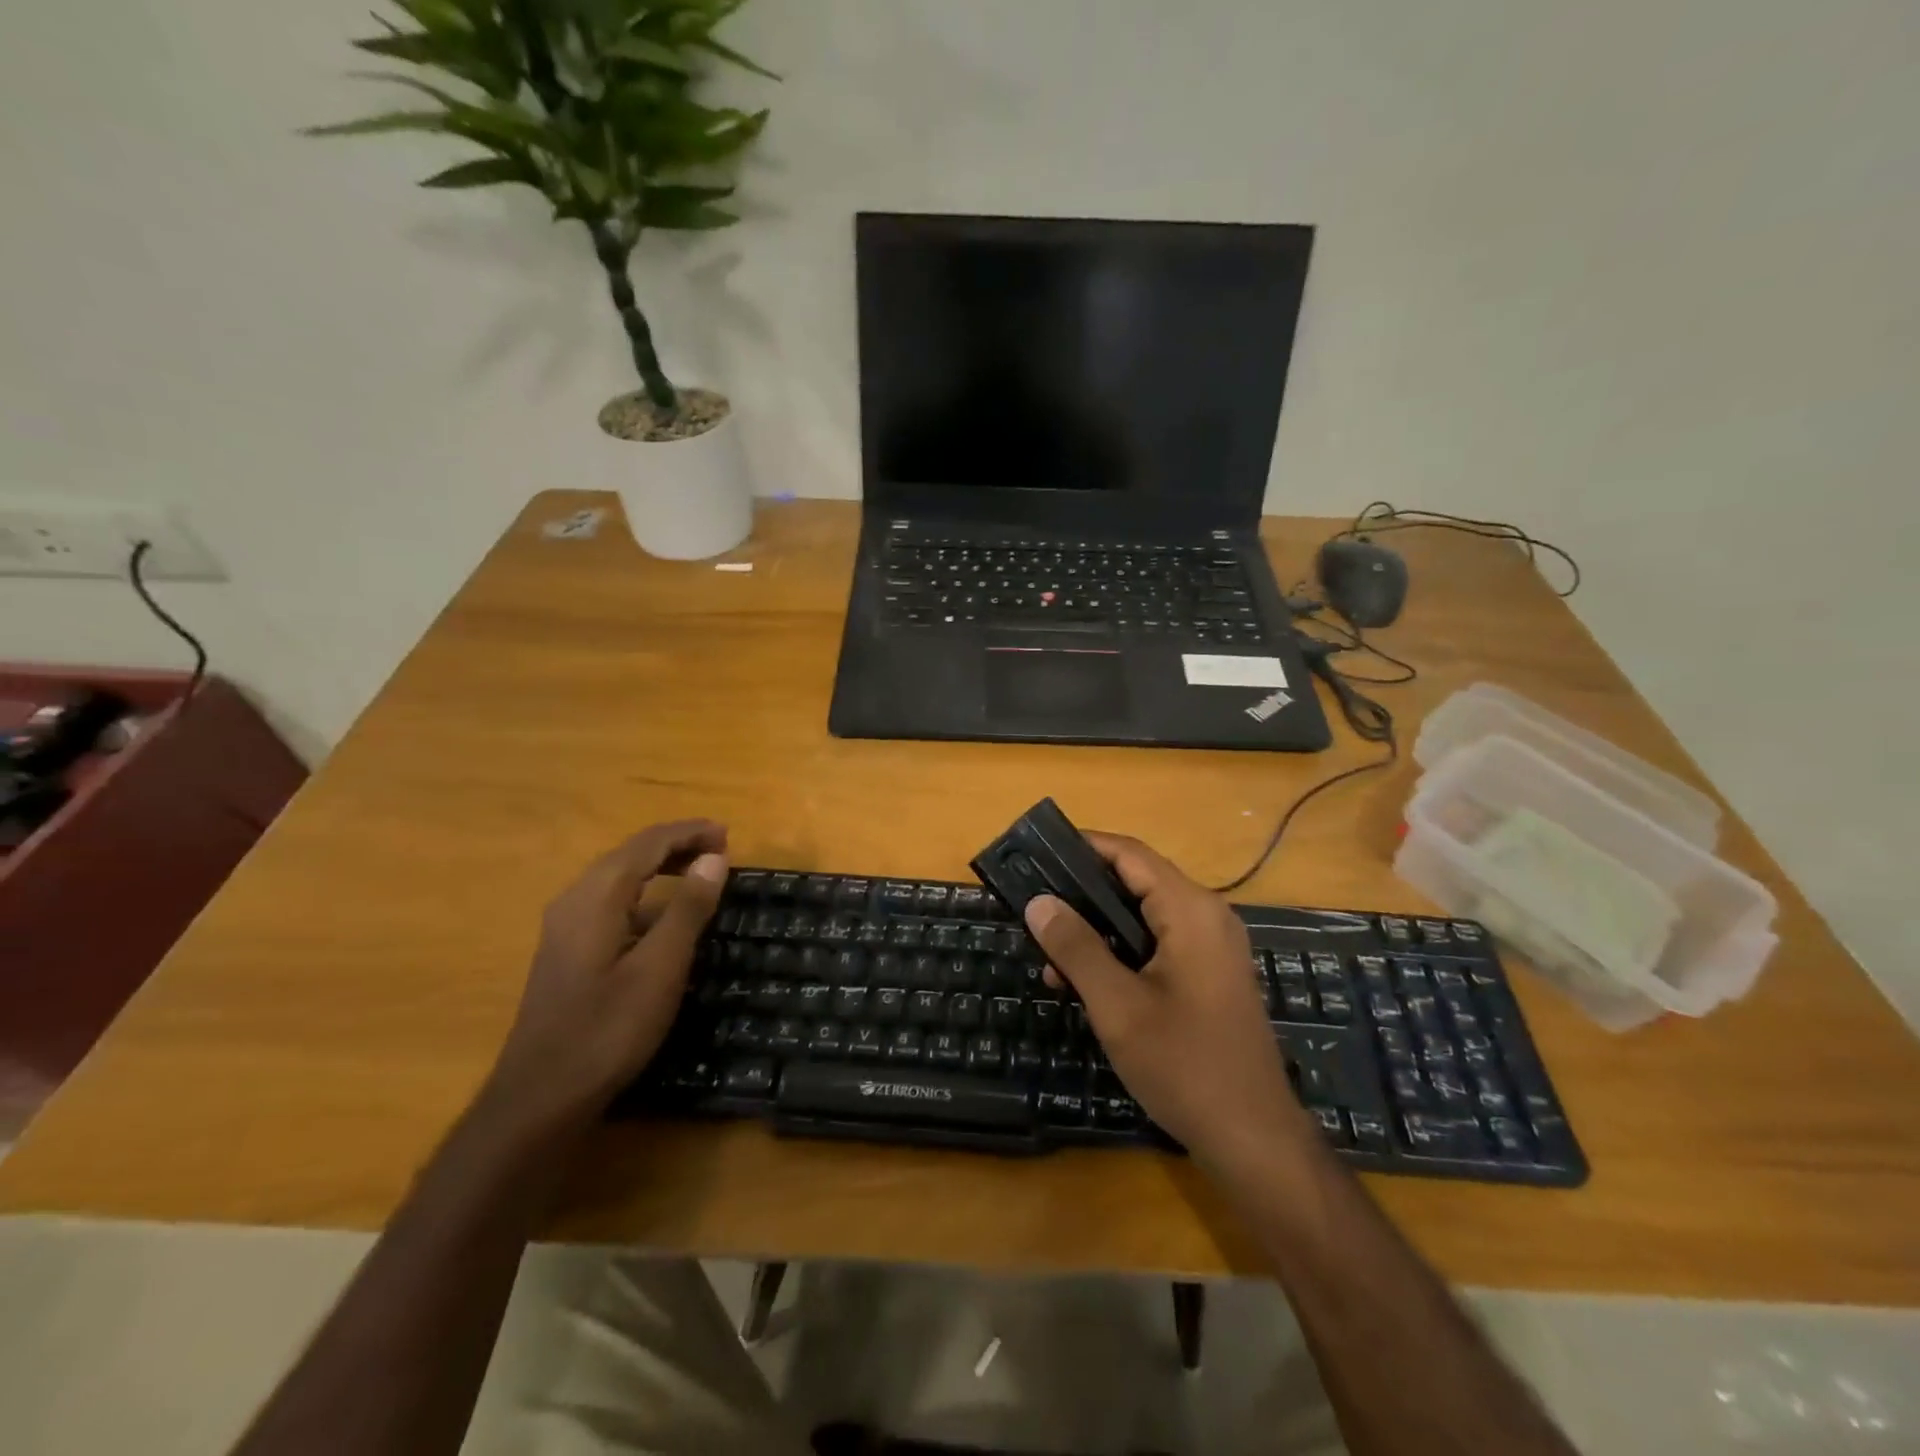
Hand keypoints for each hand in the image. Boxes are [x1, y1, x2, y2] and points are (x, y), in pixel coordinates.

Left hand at [489, 820, 728, 1127]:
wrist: (540, 1098)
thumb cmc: (607, 1030)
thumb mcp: (660, 968)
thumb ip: (688, 908)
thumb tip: (714, 858)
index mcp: (596, 897)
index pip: (647, 844)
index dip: (689, 833)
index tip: (728, 834)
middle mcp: (575, 901)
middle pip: (630, 854)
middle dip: (676, 845)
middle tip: (721, 849)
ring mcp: (566, 928)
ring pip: (619, 878)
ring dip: (661, 867)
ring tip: (701, 873)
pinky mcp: (567, 952)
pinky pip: (612, 903)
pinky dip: (646, 895)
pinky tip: (665, 917)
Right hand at [1024, 832, 1314, 1173]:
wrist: (1252, 1138)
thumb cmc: (1184, 1065)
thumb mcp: (1117, 1005)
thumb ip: (1076, 947)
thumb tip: (1038, 901)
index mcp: (1189, 910)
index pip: (1129, 854)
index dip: (1082, 846)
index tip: (1036, 853)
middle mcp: (1206, 916)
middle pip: (1135, 882)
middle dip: (1082, 893)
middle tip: (1033, 906)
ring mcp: (1211, 947)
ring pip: (1142, 917)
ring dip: (1096, 930)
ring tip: (1049, 955)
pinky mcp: (1209, 974)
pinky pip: (1156, 944)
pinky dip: (1120, 953)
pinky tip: (1084, 982)